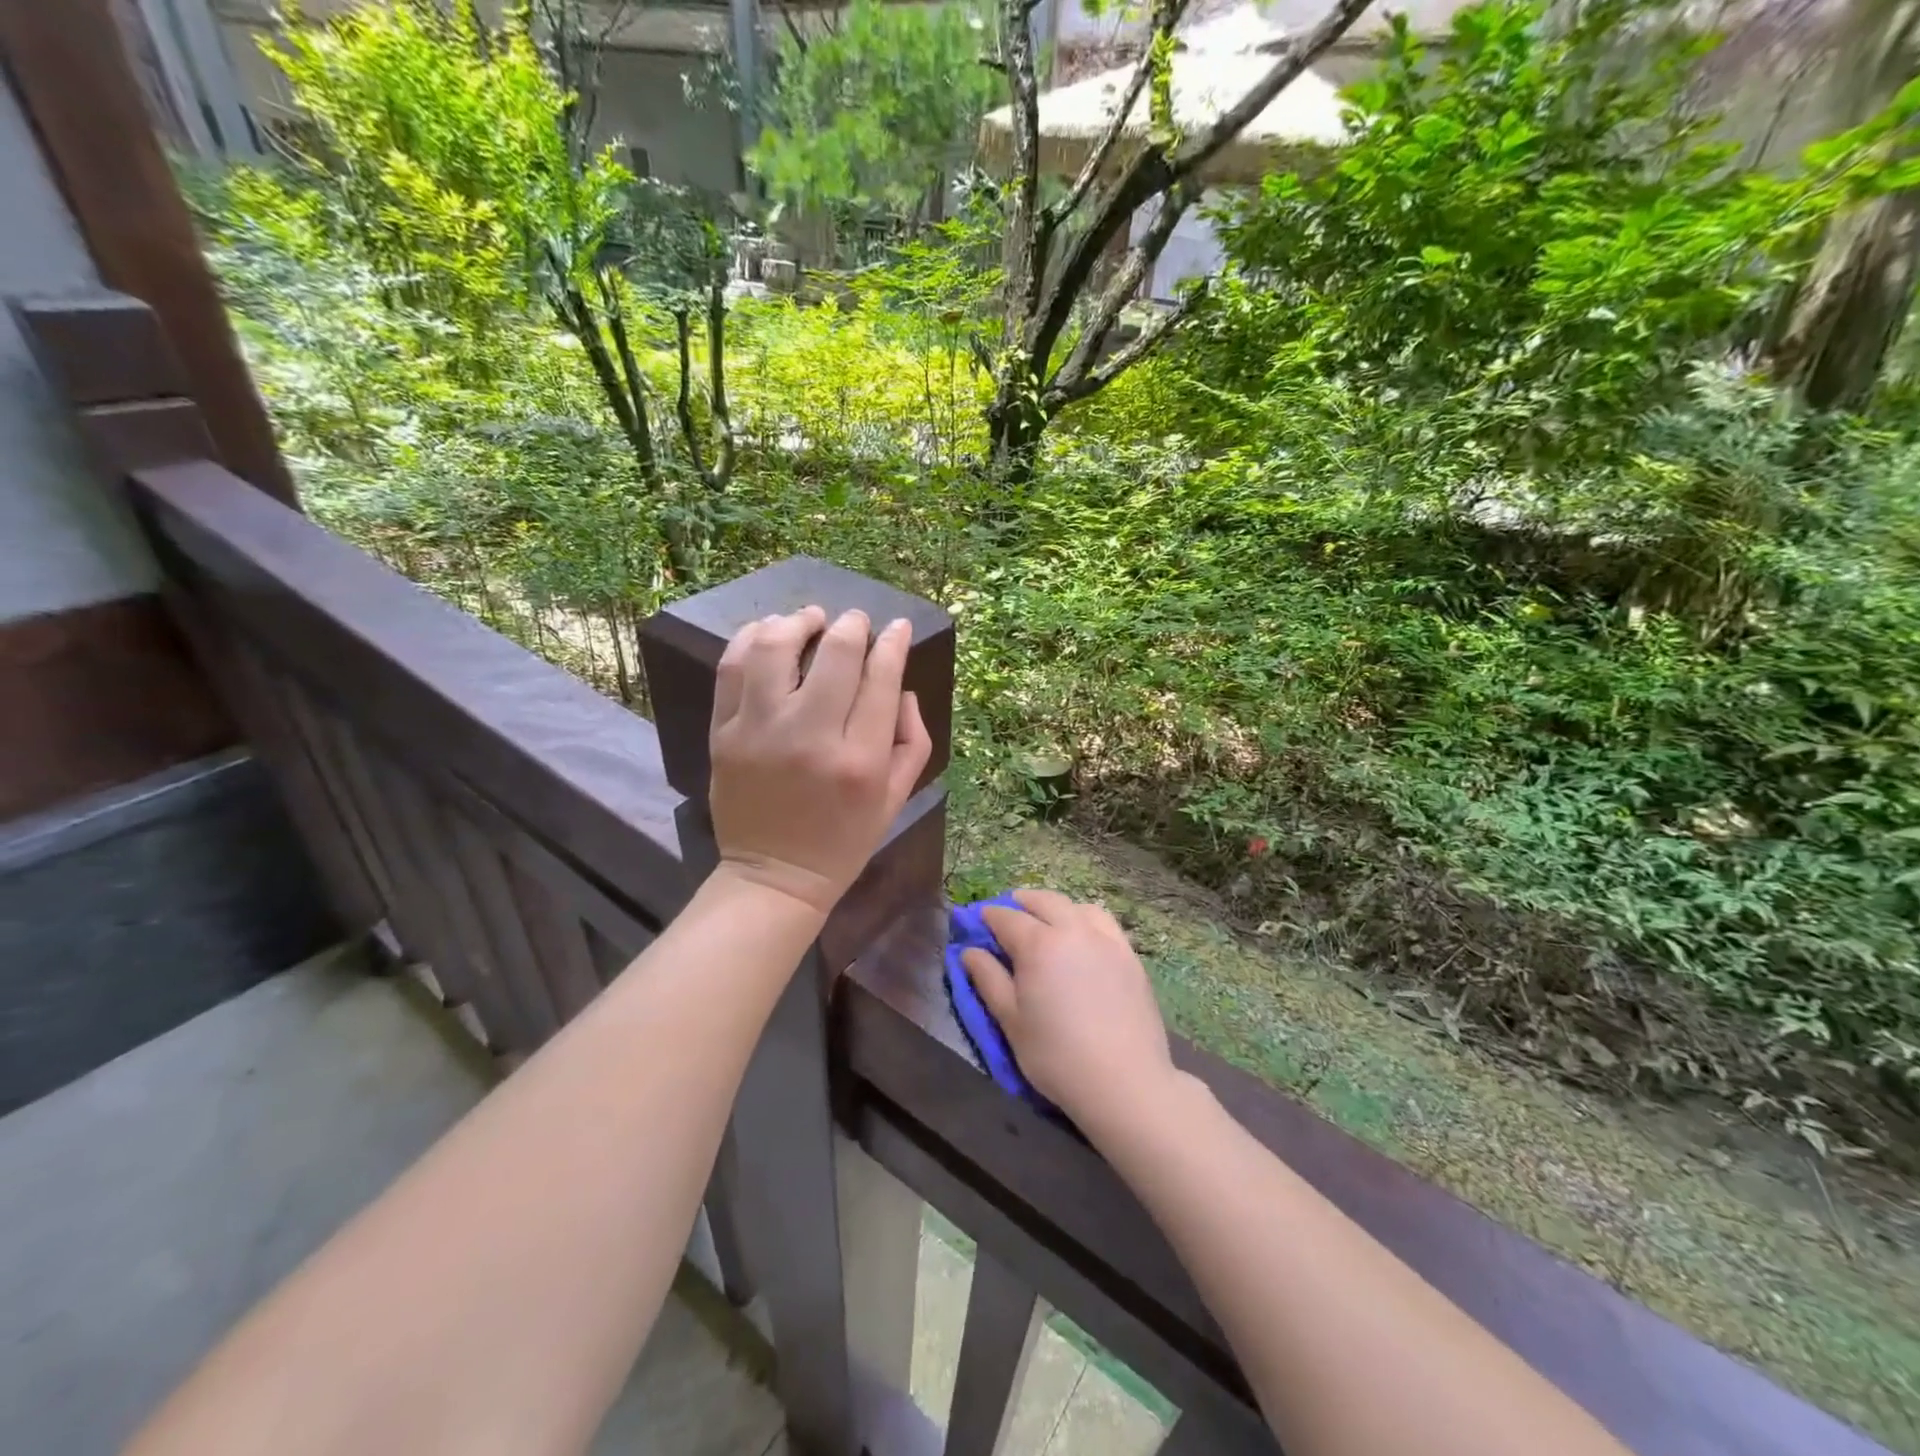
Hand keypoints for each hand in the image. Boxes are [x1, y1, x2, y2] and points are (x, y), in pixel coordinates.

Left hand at [708, 606, 932, 915]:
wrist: (775, 875)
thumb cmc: (845, 840)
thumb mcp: (897, 798)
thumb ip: (913, 739)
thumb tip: (901, 687)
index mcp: (861, 759)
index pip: (882, 677)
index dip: (894, 642)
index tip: (898, 627)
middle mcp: (811, 737)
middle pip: (836, 653)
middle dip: (853, 626)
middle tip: (857, 622)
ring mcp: (760, 732)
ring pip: (775, 648)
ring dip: (799, 622)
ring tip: (811, 620)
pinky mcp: (724, 734)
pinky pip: (731, 668)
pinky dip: (751, 639)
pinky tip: (769, 633)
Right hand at [961, 889, 1177, 1128]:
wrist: (1124, 1082)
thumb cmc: (1056, 1055)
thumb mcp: (1010, 1021)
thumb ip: (988, 979)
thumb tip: (969, 952)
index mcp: (1038, 944)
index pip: (1007, 918)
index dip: (989, 916)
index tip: (978, 920)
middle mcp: (1073, 930)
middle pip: (1044, 901)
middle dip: (1022, 902)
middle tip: (1009, 914)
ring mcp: (1106, 940)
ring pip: (1077, 906)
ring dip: (1056, 907)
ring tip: (1047, 921)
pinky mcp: (1129, 955)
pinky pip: (1104, 923)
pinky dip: (1085, 919)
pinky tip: (1082, 938)